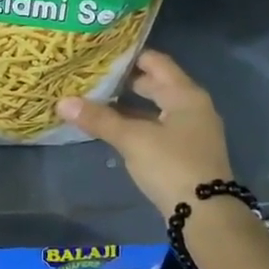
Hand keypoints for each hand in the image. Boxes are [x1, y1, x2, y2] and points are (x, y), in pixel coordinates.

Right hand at [57, 50, 233, 217]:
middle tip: (93, 77)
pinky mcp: (186, 151)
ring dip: (129, 104)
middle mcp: (193, 106)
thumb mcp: (132, 139)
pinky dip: (138, 124)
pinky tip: (114, 129)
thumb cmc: (171, 165)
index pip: (155, 61)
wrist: (206, 214)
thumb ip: (99, 119)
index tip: (100, 54)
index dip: (129, 56)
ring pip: (156, 107)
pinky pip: (158, 127)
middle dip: (125, 81)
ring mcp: (192, 130)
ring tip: (97, 101)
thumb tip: (62, 101)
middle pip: (156, 83)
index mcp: (185, 94)